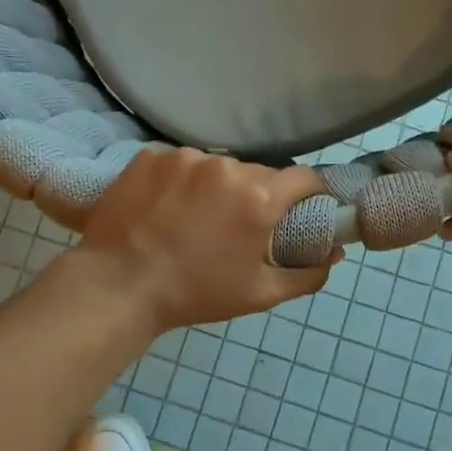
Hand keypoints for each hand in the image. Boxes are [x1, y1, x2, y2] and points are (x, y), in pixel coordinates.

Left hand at [75, 147, 336, 332]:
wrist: (118, 285)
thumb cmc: (195, 293)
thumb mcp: (259, 295)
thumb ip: (306, 274)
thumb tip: (334, 254)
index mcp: (258, 198)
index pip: (304, 177)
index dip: (309, 192)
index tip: (301, 207)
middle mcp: (227, 167)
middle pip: (259, 172)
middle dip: (258, 194)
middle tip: (240, 224)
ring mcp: (185, 157)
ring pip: (218, 167)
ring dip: (217, 186)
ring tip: (195, 217)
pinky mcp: (151, 155)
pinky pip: (180, 163)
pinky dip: (181, 180)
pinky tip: (166, 206)